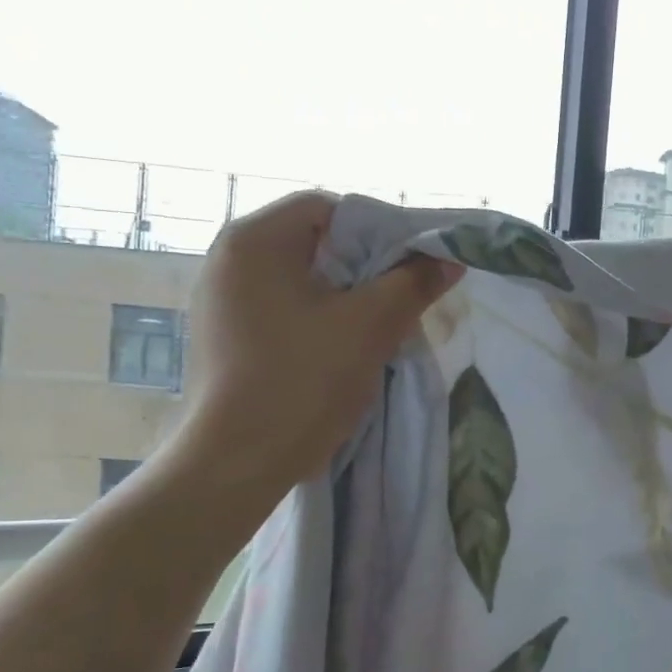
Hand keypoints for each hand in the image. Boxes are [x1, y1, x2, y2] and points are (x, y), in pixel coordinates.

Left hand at [168, 192, 461, 506]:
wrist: (238, 463)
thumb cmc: (303, 380)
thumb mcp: (370, 326)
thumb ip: (413, 283)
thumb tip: (449, 259)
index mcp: (254, 240)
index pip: (329, 208)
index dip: (378, 230)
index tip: (410, 266)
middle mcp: (228, 260)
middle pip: (315, 243)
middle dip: (364, 267)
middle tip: (400, 297)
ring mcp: (221, 301)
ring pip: (303, 280)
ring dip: (345, 296)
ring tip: (376, 327)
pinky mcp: (226, 336)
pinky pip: (284, 309)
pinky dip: (318, 318)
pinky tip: (340, 350)